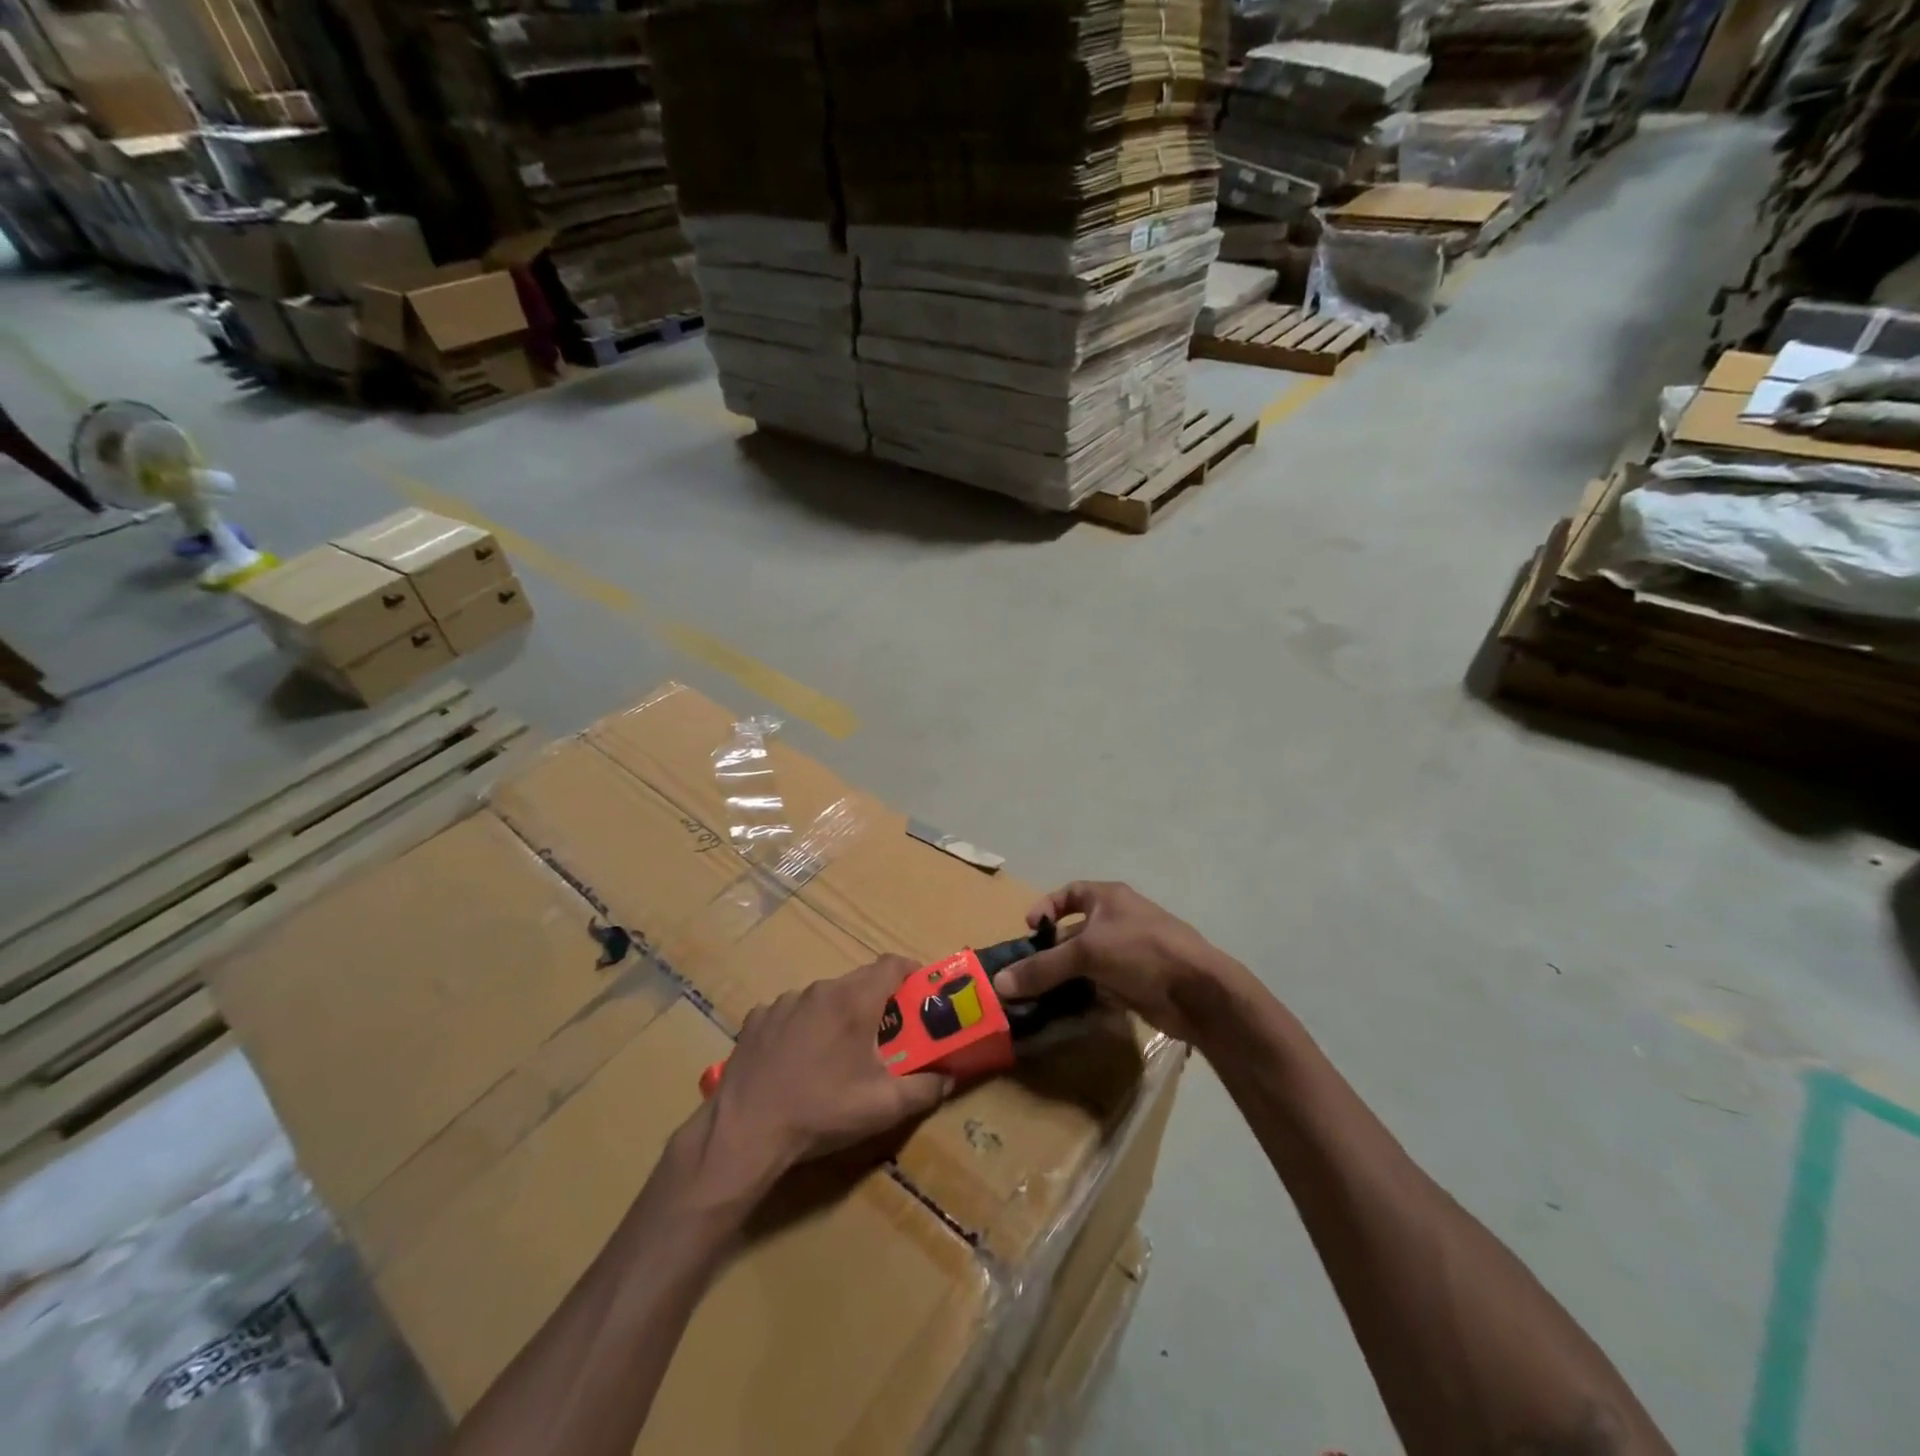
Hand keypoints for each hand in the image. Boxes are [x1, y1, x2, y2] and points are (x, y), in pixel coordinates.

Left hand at [705, 955, 950, 1192]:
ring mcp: (785, 1001)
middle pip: (859, 980)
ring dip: (839, 1014)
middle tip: (887, 1032)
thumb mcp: (883, 1107)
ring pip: (824, 996)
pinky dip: (804, 1027)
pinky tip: (798, 1061)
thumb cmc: (822, 1111)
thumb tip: (947, 1078)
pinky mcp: (758, 1018)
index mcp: (855, 1001)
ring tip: (839, 1053)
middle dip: (878, 999)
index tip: (920, 992)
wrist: (745, 1131)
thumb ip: (924, 1089)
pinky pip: (792, 1012)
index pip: (892, 964)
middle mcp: (821, 989)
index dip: (911, 972)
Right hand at [992, 881, 1241, 1043]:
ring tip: (1036, 997)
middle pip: (1073, 933)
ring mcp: (1126, 954)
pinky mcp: (1133, 983)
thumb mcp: (1087, 953)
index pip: (1070, 894)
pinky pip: (1098, 986)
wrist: (1197, 992)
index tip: (1028, 930)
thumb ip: (1043, 967)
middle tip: (1024, 974)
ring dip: (1063, 978)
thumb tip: (999, 984)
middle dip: (1049, 952)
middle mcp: (1117, 921)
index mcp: (1109, 899)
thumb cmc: (1141, 951)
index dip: (1047, 908)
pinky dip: (1081, 996)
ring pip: (1084, 963)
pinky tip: (1063, 1011)